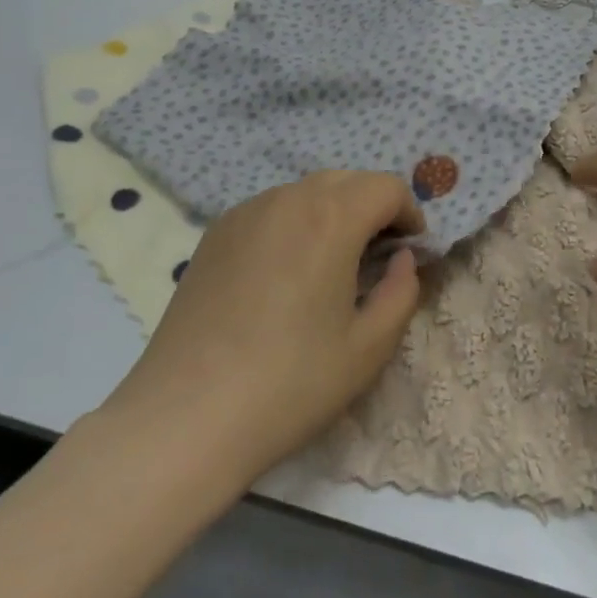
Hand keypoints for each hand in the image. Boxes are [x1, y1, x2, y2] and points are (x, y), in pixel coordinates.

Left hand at [98, 172, 423, 489]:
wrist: (185, 417)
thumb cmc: (290, 383)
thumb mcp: (369, 348)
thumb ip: (402, 292)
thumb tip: (403, 260)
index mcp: (331, 218)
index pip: (386, 187)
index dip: (409, 214)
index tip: (410, 251)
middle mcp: (287, 199)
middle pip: (347, 180)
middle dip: (373, 207)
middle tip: (378, 257)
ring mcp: (244, 213)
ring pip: (306, 191)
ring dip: (333, 212)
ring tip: (331, 265)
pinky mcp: (214, 234)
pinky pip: (270, 209)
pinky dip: (294, 223)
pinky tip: (285, 273)